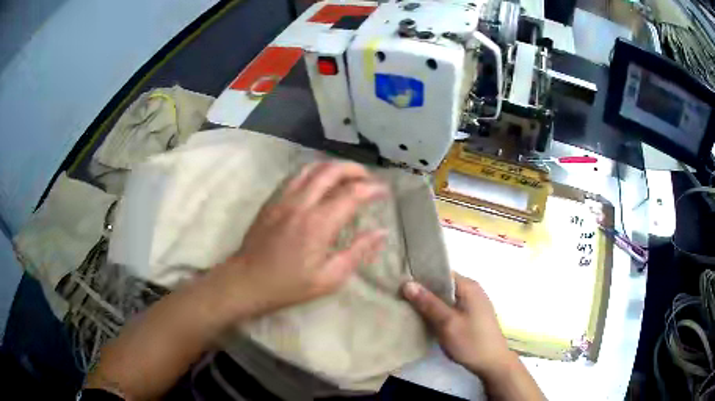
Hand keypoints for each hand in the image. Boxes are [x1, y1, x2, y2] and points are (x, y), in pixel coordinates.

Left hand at [214, 161, 388, 317]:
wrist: (248, 280)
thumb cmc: (290, 285)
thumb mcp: (330, 278)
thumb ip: (358, 252)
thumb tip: (381, 232)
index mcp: (319, 223)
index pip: (352, 193)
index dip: (373, 188)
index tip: (385, 191)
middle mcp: (301, 202)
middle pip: (332, 170)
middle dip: (355, 169)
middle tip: (368, 179)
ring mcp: (283, 198)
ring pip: (312, 167)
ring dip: (333, 167)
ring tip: (346, 177)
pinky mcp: (272, 199)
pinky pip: (296, 175)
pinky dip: (314, 172)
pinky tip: (319, 183)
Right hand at [402, 273, 513, 377]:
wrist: (493, 363)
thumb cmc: (471, 341)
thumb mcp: (447, 323)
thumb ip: (428, 303)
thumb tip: (408, 283)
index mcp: (469, 286)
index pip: (442, 272)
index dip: (422, 277)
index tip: (402, 284)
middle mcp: (473, 290)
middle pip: (444, 284)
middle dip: (425, 291)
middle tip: (402, 298)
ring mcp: (474, 303)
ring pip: (448, 297)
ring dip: (432, 302)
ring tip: (411, 308)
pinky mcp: (473, 315)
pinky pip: (453, 306)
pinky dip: (440, 310)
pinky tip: (428, 318)